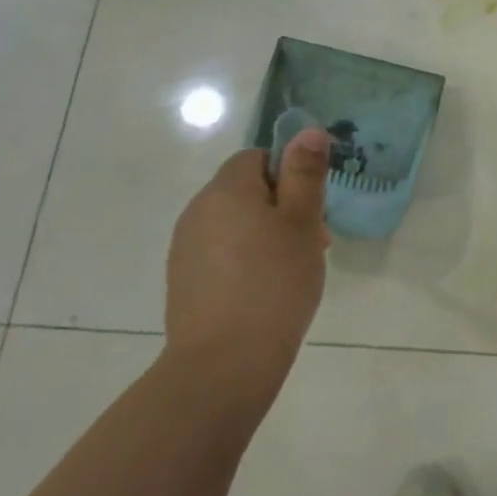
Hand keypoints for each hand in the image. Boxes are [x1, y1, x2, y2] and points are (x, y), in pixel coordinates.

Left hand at [164, 132, 330, 400]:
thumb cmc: (274, 283)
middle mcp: (197, 211)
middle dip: (282, 208)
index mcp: (226, 190)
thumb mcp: (302, 223)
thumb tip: (307, 131)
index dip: (289, 176)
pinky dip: (245, 261)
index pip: (257, 158)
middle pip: (245, 191)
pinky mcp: (184, 281)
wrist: (223, 364)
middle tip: (312, 243)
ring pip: (234, 224)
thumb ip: (304, 174)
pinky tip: (265, 292)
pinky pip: (221, 254)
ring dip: (265, 236)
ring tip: (292, 271)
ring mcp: (185, 249)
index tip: (311, 210)